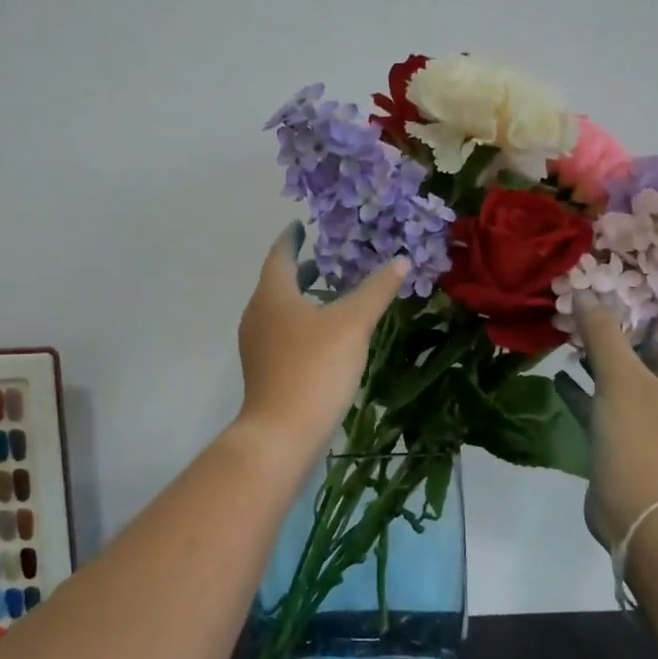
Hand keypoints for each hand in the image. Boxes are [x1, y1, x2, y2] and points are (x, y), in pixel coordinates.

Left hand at [235, 224, 407, 452]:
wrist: (282, 433)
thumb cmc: (315, 368)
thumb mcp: (353, 324)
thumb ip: (376, 290)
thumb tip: (400, 259)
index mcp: (272, 295)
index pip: (280, 254)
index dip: (292, 238)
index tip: (302, 225)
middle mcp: (257, 314)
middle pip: (278, 282)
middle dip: (303, 269)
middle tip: (331, 259)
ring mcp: (257, 345)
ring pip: (280, 310)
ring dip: (304, 298)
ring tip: (334, 295)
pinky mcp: (264, 370)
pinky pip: (282, 333)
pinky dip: (302, 323)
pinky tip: (326, 336)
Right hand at [554, 299, 657, 550]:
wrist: (636, 509)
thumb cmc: (638, 434)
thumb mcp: (619, 376)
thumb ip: (602, 333)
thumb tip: (585, 294)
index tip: (646, 292)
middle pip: (653, 358)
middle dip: (627, 335)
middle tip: (598, 311)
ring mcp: (650, 426)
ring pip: (625, 383)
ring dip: (602, 362)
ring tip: (573, 340)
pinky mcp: (624, 445)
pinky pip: (604, 409)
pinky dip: (585, 393)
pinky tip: (559, 379)